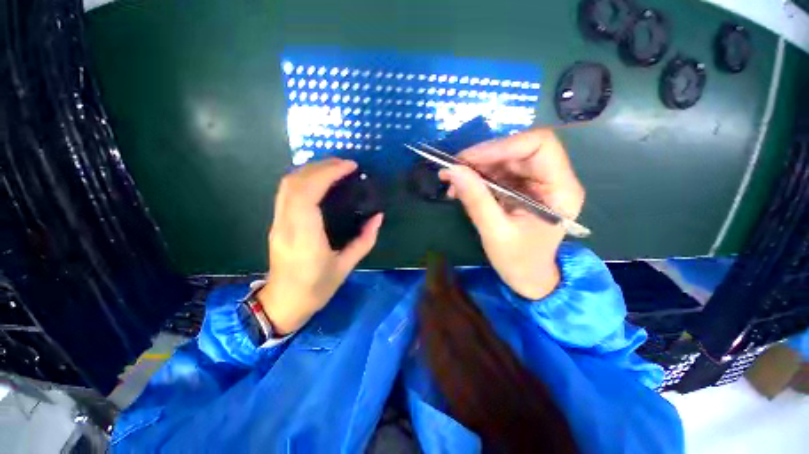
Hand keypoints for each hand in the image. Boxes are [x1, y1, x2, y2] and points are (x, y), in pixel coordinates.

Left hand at [258, 159, 383, 334]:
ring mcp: (277, 223)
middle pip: (294, 183)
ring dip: (311, 170)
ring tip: (334, 167)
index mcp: (305, 239)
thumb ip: (364, 240)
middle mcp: (286, 226)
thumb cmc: (316, 289)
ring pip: (286, 185)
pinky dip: (304, 179)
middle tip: (345, 163)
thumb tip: (378, 217)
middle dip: (320, 166)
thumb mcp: (346, 267)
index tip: (349, 166)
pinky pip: (286, 192)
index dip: (327, 174)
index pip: (308, 194)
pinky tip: (320, 180)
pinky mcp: (277, 223)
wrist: (283, 303)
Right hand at [440, 129, 584, 299]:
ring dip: (476, 167)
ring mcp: (536, 182)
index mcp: (560, 189)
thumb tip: (452, 170)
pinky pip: (498, 172)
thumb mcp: (495, 232)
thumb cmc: (518, 261)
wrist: (527, 277)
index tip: (468, 160)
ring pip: (505, 159)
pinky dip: (477, 177)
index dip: (502, 146)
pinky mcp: (522, 188)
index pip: (539, 145)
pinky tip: (461, 188)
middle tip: (454, 169)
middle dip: (483, 157)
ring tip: (453, 182)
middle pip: (518, 149)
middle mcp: (553, 179)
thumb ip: (476, 199)